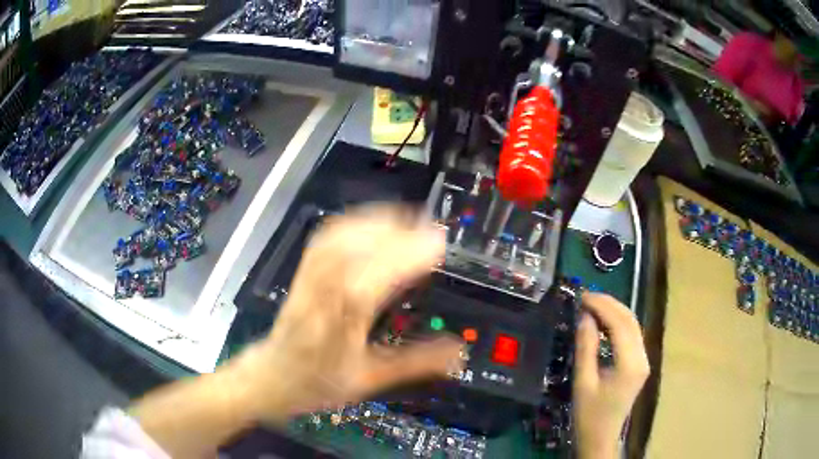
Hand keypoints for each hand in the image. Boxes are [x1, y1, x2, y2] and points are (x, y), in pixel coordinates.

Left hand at [232, 206, 464, 418]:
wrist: (273, 376)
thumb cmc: (318, 384)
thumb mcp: (370, 381)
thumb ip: (415, 364)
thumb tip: (459, 352)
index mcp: (333, 332)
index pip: (362, 289)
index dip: (398, 262)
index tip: (435, 245)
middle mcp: (316, 299)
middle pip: (348, 255)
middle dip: (393, 236)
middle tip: (432, 231)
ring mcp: (306, 281)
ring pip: (336, 241)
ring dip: (375, 223)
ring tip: (410, 221)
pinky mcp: (303, 270)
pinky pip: (326, 238)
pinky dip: (354, 223)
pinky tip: (374, 222)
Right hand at [573, 293, 649, 458]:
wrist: (601, 436)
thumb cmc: (589, 414)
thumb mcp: (583, 382)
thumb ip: (586, 347)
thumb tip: (585, 317)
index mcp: (630, 364)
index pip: (620, 324)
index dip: (602, 306)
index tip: (582, 297)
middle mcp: (642, 358)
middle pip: (630, 320)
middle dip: (609, 304)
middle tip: (586, 297)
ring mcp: (643, 360)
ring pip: (633, 325)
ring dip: (614, 311)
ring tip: (592, 305)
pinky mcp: (639, 363)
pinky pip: (631, 335)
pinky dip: (617, 323)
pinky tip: (603, 322)